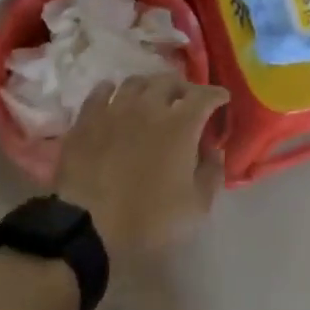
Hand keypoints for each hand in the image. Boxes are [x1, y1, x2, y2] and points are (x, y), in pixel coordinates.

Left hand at [56, 75, 227, 258]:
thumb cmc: (148, 220)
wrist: (88, 227)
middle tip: (186, 100)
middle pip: (169, 81)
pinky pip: (101, 91)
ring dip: (150, 87)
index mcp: (180, 125)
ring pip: (136, 82)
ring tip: (152, 97)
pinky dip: (112, 90)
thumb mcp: (196, 207)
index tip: (222, 99)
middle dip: (183, 88)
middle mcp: (149, 106)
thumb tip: (214, 150)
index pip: (204, 95)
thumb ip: (212, 173)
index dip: (216, 94)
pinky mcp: (87, 119)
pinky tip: (114, 97)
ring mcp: (115, 109)